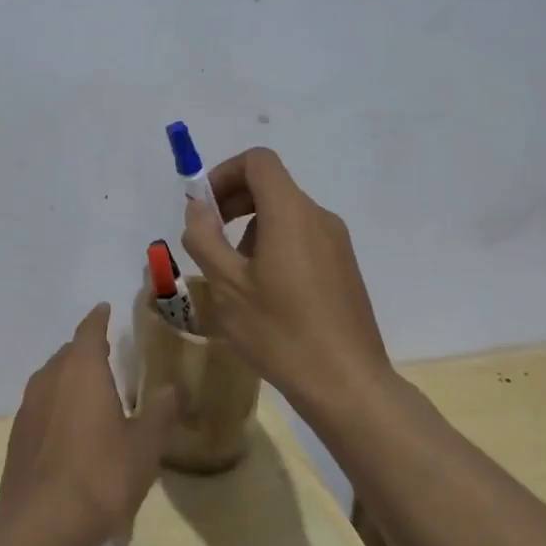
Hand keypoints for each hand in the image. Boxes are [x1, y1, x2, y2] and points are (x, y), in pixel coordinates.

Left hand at [0, 303, 179, 545]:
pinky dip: (56, 406)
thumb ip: (161, 412)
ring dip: (69, 378)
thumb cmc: (101, 475)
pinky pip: (41, 407)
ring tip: (90, 391)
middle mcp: (50, 379)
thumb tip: (174, 387)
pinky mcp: (17, 438)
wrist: (42, 526)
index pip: (89, 330)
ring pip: (51, 379)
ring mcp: (28, 408)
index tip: (104, 308)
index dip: (98, 318)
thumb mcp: (145, 445)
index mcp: (82, 370)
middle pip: (68, 353)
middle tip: (107, 355)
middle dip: (86, 350)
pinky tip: (70, 429)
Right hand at [178, 147, 391, 408]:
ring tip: (236, 277)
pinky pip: (303, 238)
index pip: (258, 161)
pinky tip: (266, 294)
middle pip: (272, 185)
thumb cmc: (280, 332)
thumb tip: (197, 207)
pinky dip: (276, 246)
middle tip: (209, 240)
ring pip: (286, 214)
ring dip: (252, 229)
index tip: (204, 208)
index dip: (224, 173)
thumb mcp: (227, 286)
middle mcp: (318, 217)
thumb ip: (205, 238)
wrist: (347, 383)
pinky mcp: (344, 267)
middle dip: (234, 202)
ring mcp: (337, 242)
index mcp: (290, 213)